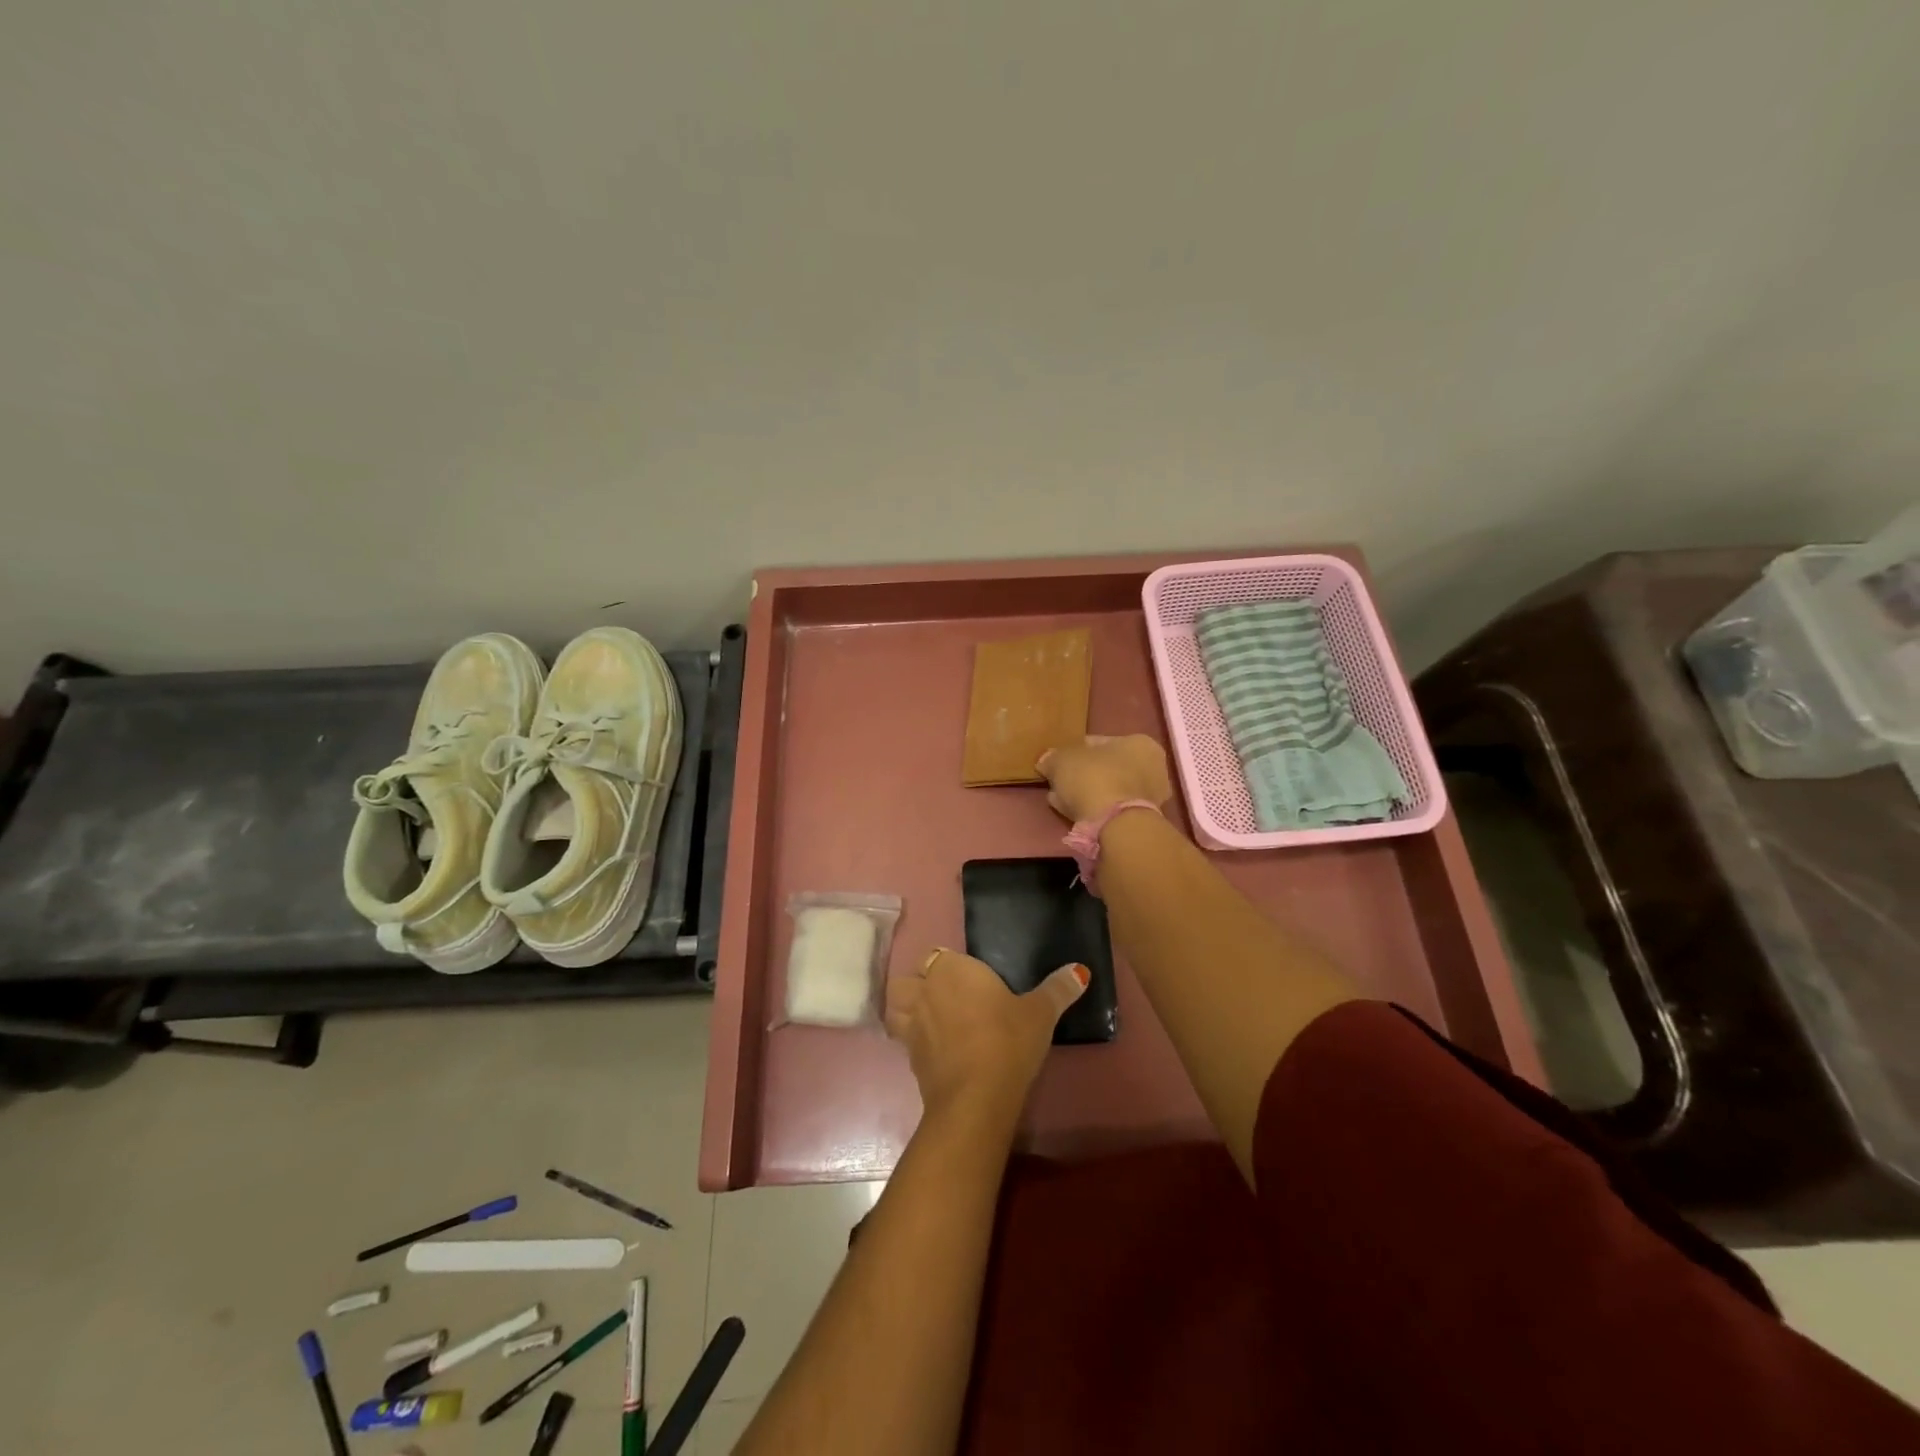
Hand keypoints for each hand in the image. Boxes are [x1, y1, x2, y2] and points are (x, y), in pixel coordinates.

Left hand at [885, 948, 1088, 1128]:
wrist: (975, 1097)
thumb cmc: (1007, 1041)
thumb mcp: (1040, 1013)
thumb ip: (1058, 989)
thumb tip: (1081, 971)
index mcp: (952, 969)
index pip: (941, 956)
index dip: (953, 968)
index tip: (973, 983)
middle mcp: (925, 989)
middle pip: (912, 976)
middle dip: (923, 983)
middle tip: (950, 999)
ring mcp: (912, 1022)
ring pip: (897, 1004)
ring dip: (906, 1008)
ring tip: (930, 1019)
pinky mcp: (908, 1055)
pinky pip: (903, 1037)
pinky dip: (913, 1039)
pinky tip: (934, 1049)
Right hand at [1036, 734, 1171, 822]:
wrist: (1115, 825)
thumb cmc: (1093, 778)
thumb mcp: (1062, 760)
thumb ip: (1052, 758)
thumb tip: (1046, 761)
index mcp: (1140, 742)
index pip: (1099, 742)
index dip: (1074, 751)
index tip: (1058, 763)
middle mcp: (1153, 767)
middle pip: (1107, 767)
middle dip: (1083, 774)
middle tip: (1060, 783)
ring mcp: (1152, 796)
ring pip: (1109, 790)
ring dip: (1088, 794)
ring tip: (1063, 801)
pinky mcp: (1144, 821)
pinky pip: (1113, 810)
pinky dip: (1096, 810)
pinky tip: (1076, 815)